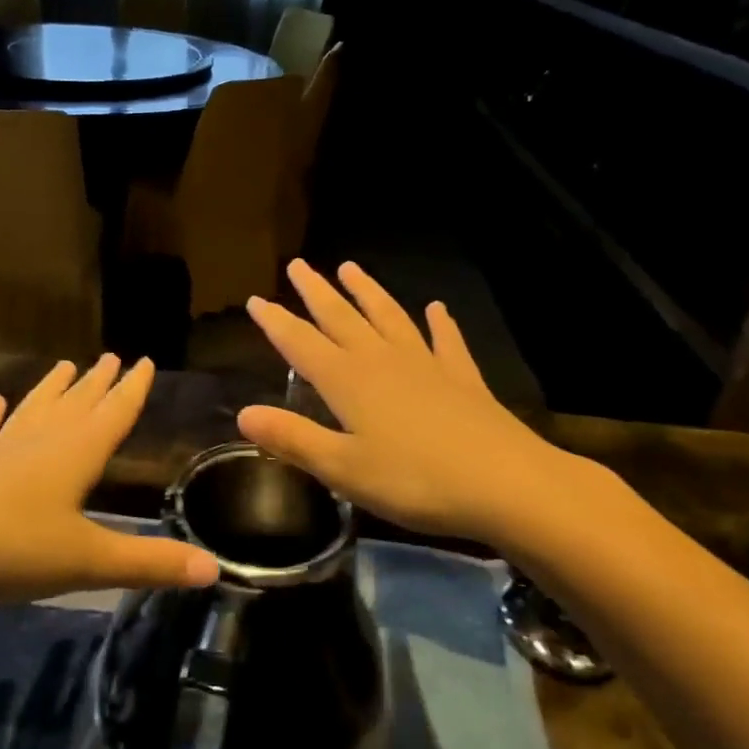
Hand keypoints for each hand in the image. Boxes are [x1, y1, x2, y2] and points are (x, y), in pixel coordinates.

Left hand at [0, 355, 218, 605]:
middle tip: (112, 356)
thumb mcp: (88, 562)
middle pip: (76, 404)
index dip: (133, 388)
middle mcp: (41, 442)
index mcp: (76, 454)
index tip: (144, 359)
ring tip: (65, 365)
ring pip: (34, 410)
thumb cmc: (12, 548)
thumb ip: (150, 563)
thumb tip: (214, 569)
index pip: (114, 413)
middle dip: (97, 382)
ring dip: (52, 388)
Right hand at [238, 260, 620, 560]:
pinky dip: (440, 323)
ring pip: (389, 318)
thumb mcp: (343, 468)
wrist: (506, 483)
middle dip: (316, 292)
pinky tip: (437, 308)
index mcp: (348, 382)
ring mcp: (425, 365)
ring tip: (351, 268)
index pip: (301, 343)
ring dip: (368, 292)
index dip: (276, 322)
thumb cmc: (415, 481)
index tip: (255, 299)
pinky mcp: (461, 379)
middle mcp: (382, 361)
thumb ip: (293, 439)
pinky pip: (446, 342)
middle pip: (342, 318)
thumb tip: (243, 413)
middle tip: (299, 265)